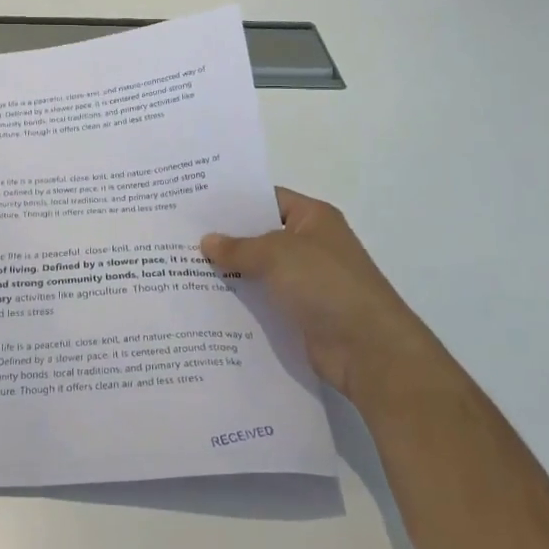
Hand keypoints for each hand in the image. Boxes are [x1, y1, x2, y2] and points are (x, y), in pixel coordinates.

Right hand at [201, 188, 429, 397]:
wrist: (367, 349)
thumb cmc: (326, 284)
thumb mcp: (277, 255)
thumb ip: (239, 247)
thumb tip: (207, 241)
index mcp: (313, 218)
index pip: (268, 199)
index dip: (234, 201)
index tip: (196, 204)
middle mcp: (311, 245)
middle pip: (260, 235)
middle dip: (225, 238)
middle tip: (180, 236)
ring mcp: (306, 281)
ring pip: (259, 270)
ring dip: (229, 273)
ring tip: (182, 268)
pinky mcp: (299, 313)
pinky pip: (263, 300)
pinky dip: (240, 301)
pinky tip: (206, 301)